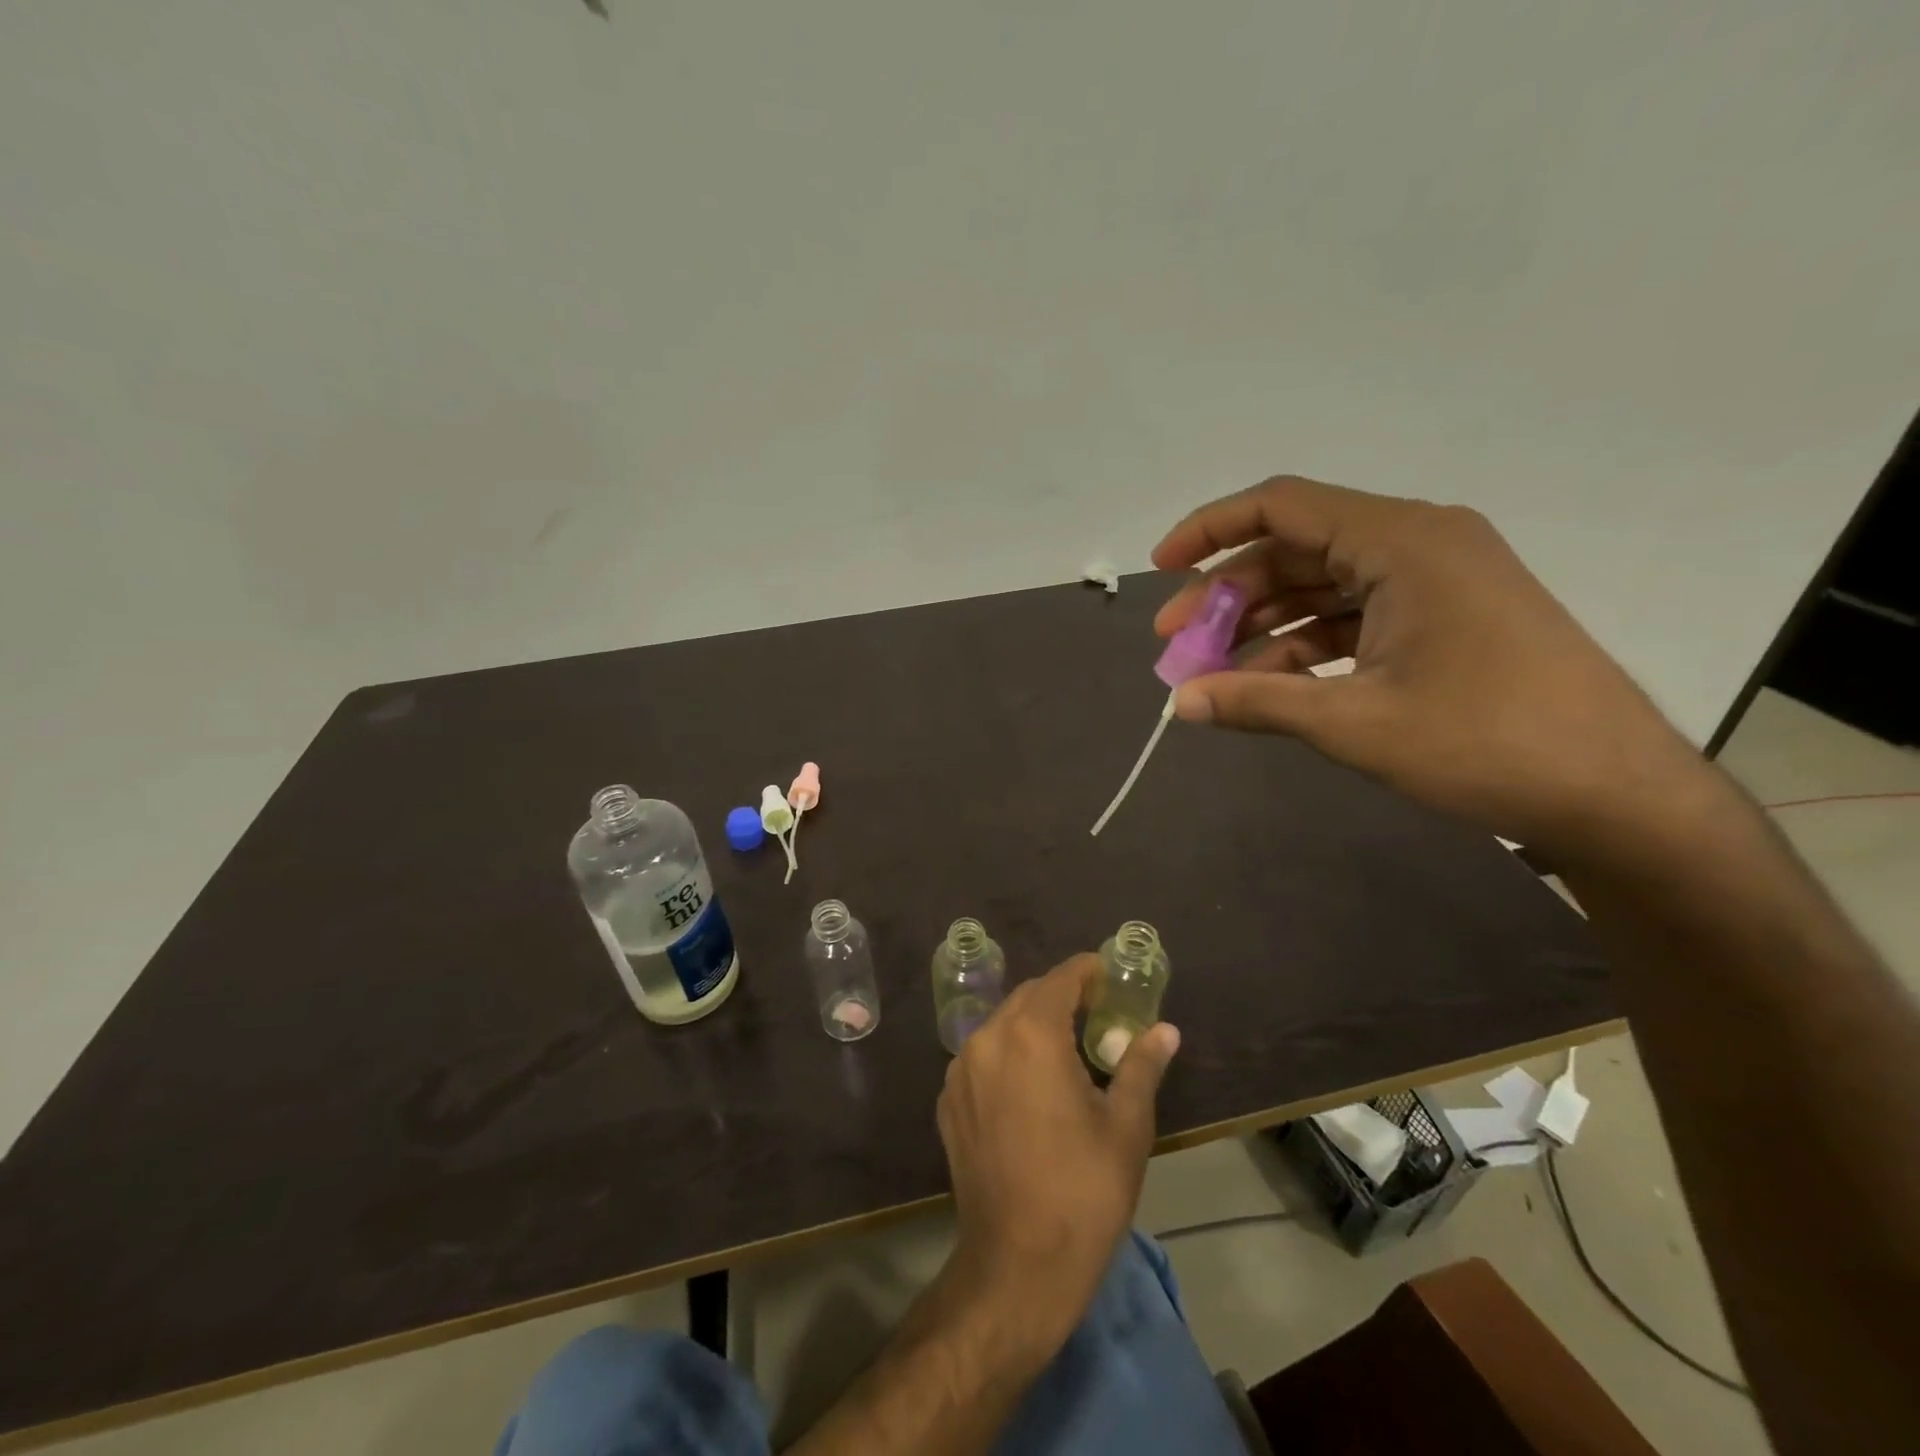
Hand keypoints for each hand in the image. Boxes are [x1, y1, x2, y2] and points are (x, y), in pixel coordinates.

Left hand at [936, 955, 1178, 1351]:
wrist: (1018, 1265)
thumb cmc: (1084, 1191)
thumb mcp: (1125, 1126)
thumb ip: (1141, 1065)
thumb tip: (1165, 1031)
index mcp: (1031, 1035)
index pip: (1060, 979)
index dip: (1087, 971)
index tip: (1109, 976)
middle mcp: (988, 1039)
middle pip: (1028, 997)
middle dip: (1062, 997)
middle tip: (1097, 1015)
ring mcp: (960, 1071)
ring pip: (1001, 1025)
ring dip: (1033, 1025)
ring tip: (1066, 1051)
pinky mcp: (948, 1102)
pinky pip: (982, 1058)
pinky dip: (1008, 1055)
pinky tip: (1031, 1088)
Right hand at [1153, 476, 1710, 858]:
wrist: (1614, 794)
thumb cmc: (1485, 743)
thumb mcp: (1354, 722)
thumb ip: (1256, 703)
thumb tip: (1179, 703)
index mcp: (1402, 541)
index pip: (1282, 505)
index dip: (1210, 528)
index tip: (1161, 568)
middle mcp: (1417, 543)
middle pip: (1295, 549)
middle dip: (1227, 596)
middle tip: (1176, 645)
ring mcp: (1433, 582)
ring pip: (1320, 586)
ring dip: (1261, 627)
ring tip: (1212, 675)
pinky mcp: (1442, 618)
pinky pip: (1352, 617)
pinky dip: (1303, 647)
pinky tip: (1266, 688)